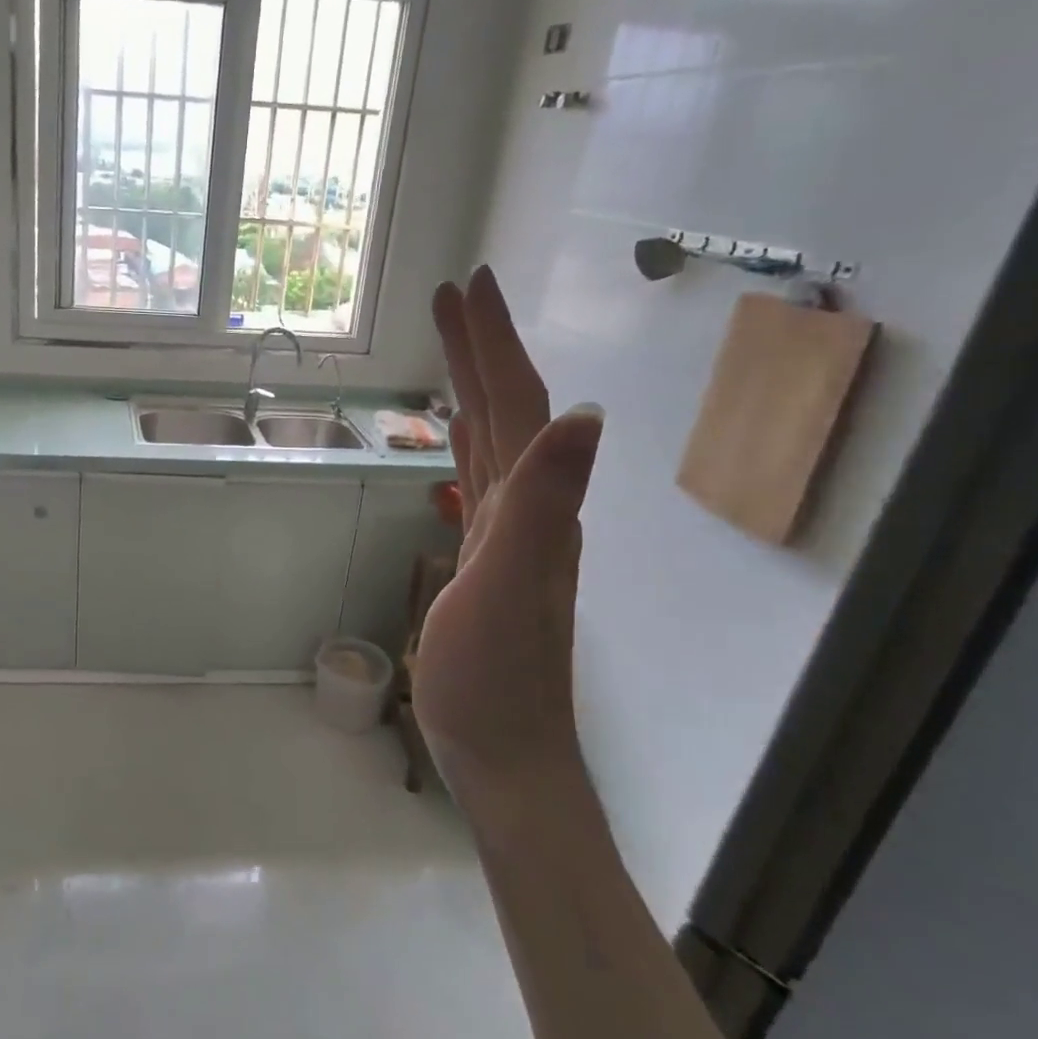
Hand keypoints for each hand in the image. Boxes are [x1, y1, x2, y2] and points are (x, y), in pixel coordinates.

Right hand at [415, 267, 603, 810]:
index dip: (495, 344)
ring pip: (493, 441)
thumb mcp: (510, 586)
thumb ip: (543, 502)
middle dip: (482, 348)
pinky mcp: (485, 559)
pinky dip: (467, 445)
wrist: (505, 752)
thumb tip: (585, 414)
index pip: (518, 405)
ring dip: (474, 388)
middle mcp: (529, 509)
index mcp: (532, 505)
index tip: (469, 286)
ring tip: (452, 346)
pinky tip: (457, 436)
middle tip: (454, 294)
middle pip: (508, 411)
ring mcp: (508, 535)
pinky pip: (478, 482)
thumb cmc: (495, 678)